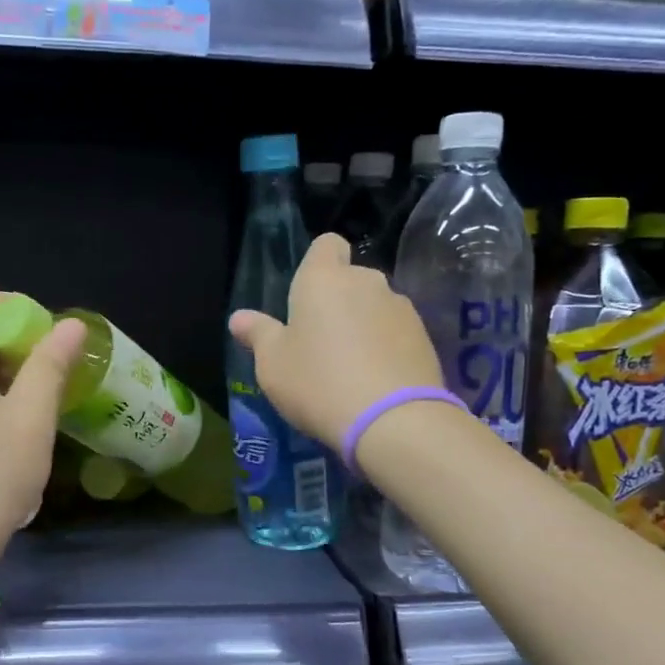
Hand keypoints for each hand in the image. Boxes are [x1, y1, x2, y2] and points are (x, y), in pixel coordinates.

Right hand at [229, 234, 442, 449]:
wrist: (393, 420)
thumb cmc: (319, 383)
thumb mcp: (273, 365)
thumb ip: (258, 335)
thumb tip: (239, 318)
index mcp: (324, 279)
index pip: (326, 244)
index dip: (317, 263)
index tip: (306, 296)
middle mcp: (366, 281)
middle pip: (350, 278)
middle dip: (338, 301)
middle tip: (319, 342)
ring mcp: (401, 307)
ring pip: (375, 306)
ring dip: (363, 325)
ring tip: (351, 367)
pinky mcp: (424, 336)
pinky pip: (396, 332)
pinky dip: (386, 347)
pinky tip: (376, 380)